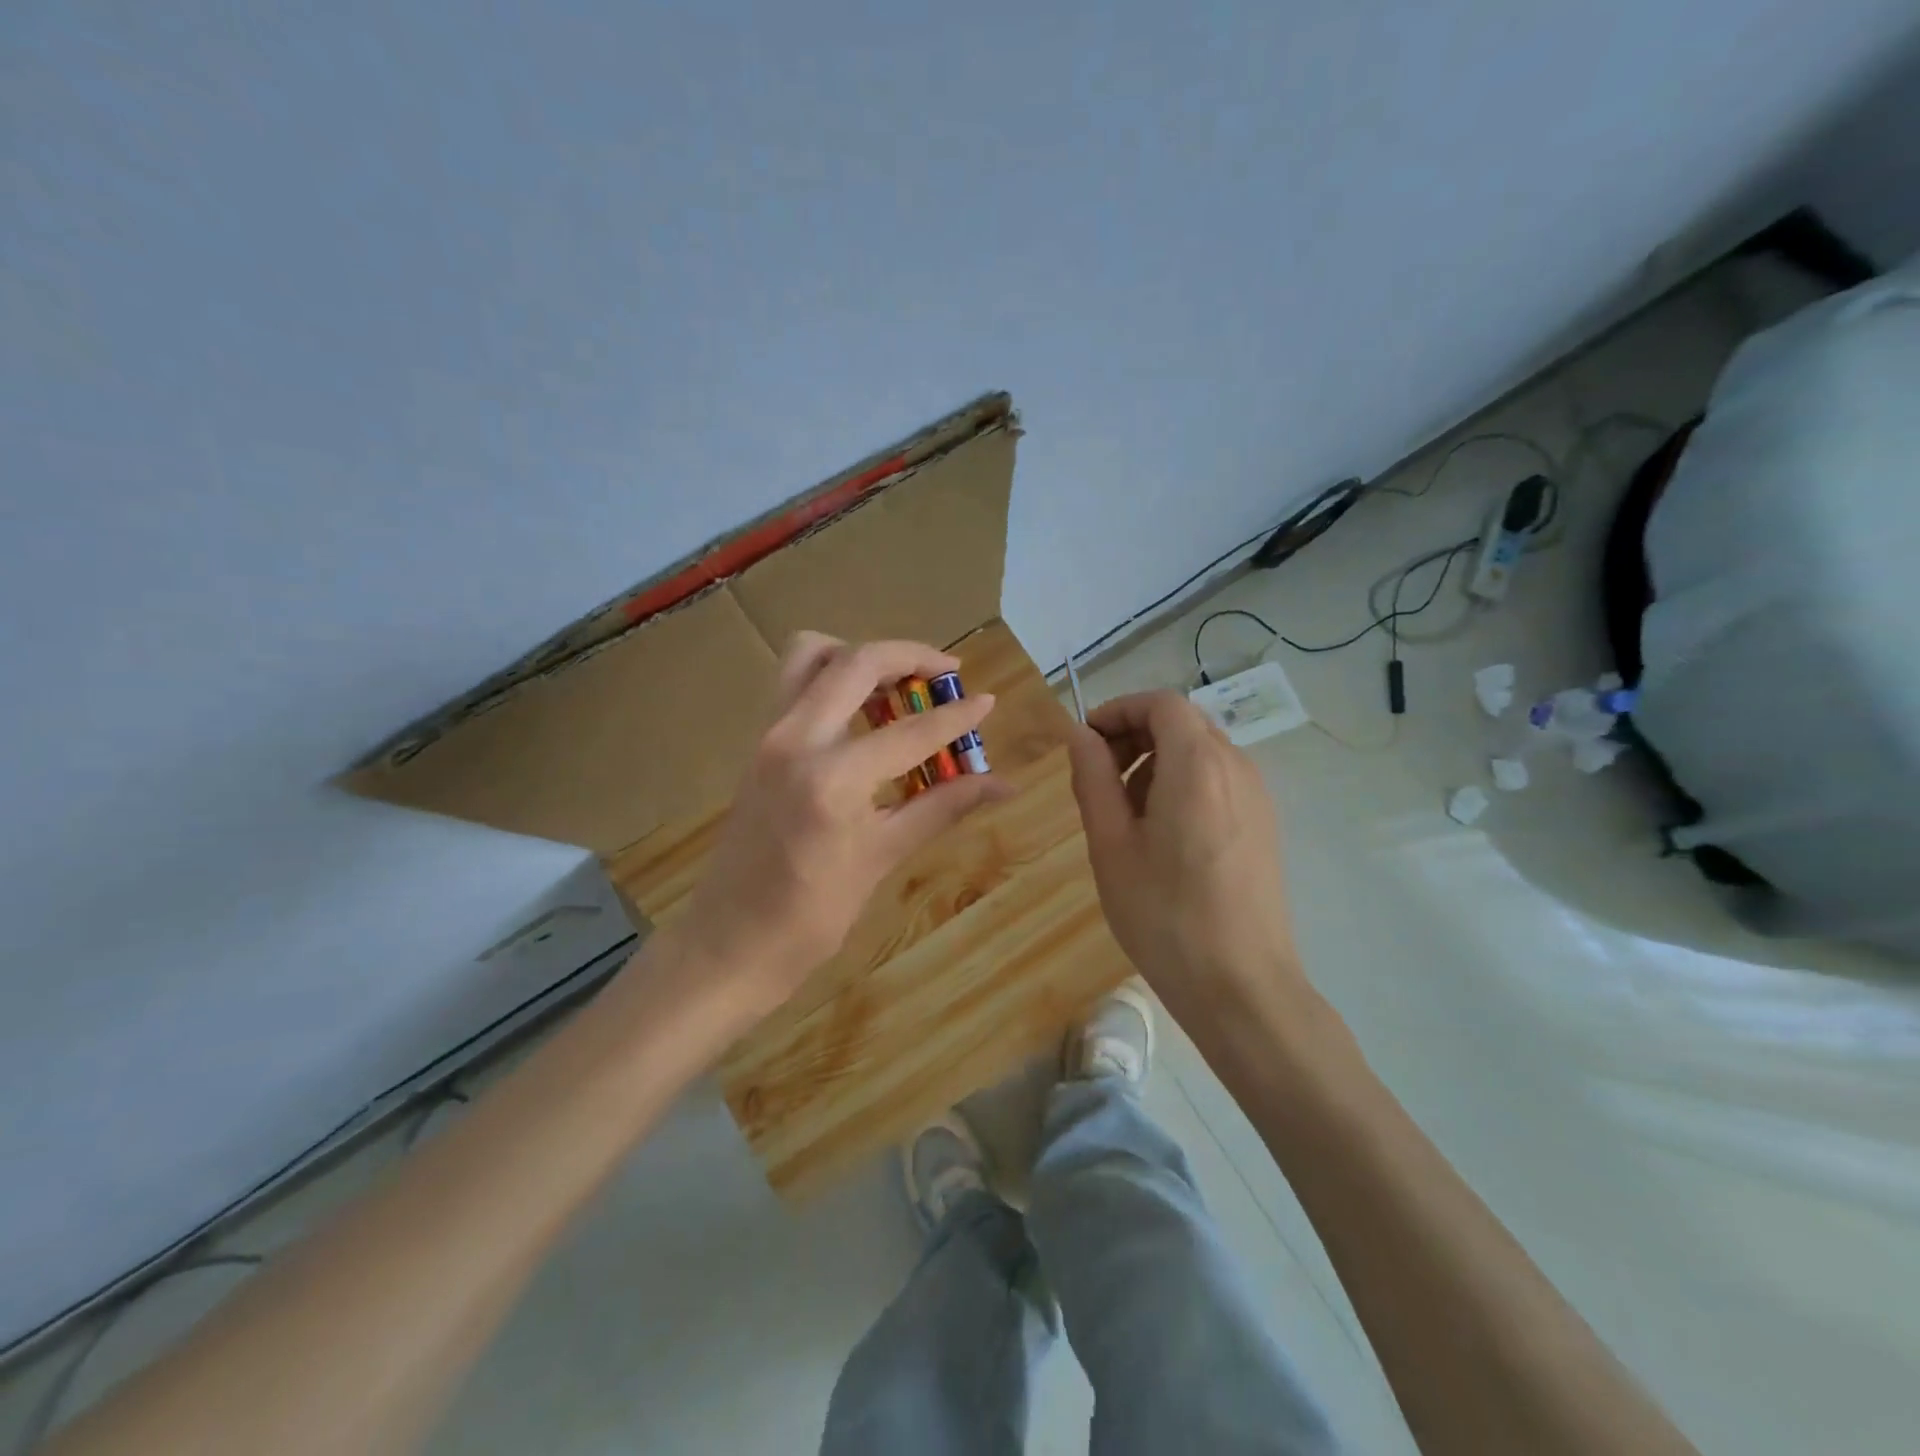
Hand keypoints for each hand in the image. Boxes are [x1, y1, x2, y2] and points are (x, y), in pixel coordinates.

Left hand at [676, 633, 1012, 1015]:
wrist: (729, 943)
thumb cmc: (810, 916)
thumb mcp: (882, 858)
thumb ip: (942, 808)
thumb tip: (1002, 786)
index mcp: (832, 778)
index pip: (910, 732)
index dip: (956, 716)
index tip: (987, 702)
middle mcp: (795, 739)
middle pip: (855, 661)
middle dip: (908, 656)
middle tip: (946, 673)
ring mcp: (769, 737)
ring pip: (811, 656)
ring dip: (861, 658)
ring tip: (900, 688)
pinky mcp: (758, 744)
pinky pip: (795, 684)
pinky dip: (833, 679)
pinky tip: (864, 716)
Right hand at [1067, 690, 1302, 1028]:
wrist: (1241, 986)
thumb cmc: (1164, 915)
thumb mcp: (1110, 844)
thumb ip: (1093, 778)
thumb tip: (1081, 735)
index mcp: (1197, 765)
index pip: (1161, 703)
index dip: (1119, 710)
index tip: (1086, 743)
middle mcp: (1236, 768)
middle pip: (1183, 723)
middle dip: (1135, 735)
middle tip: (1100, 778)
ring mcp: (1258, 797)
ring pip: (1201, 751)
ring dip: (1157, 762)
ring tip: (1127, 815)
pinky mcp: (1264, 825)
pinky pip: (1219, 780)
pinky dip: (1183, 784)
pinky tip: (1163, 836)